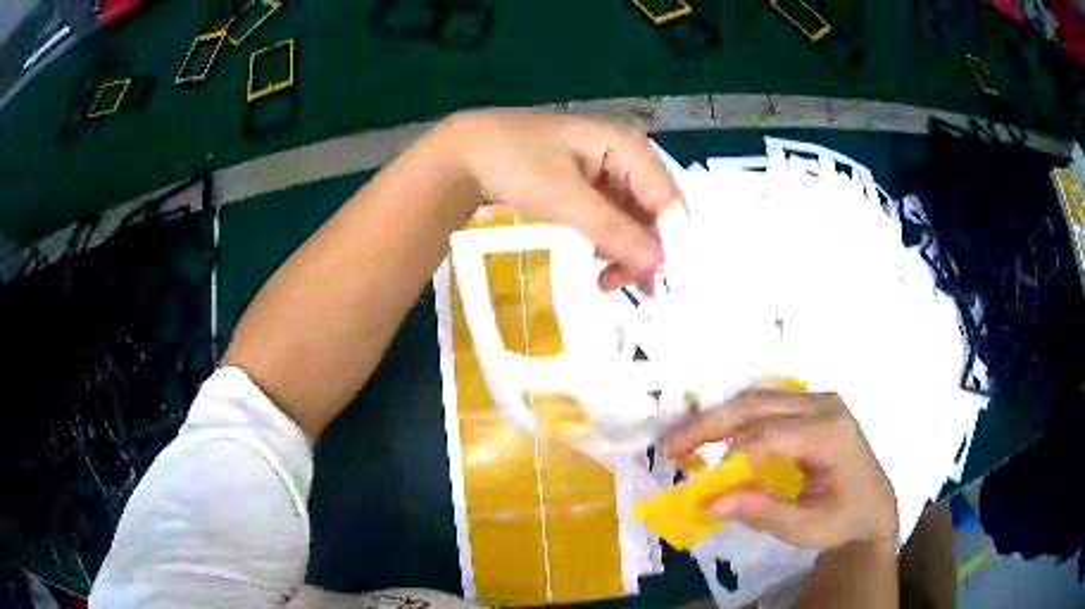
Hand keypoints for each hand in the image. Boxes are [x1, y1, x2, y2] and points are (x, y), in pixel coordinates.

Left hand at [441, 110, 682, 289]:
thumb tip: (658, 264)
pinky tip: (598, 264)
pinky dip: (608, 242)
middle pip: (654, 209)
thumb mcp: (565, 198)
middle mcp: (625, 155)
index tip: (664, 284)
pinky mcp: (589, 185)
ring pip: (634, 218)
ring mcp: (607, 170)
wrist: (463, 153)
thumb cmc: (515, 164)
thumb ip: (614, 229)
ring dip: (625, 251)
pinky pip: (612, 217)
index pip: (668, 199)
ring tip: (607, 282)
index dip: (671, 241)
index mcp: (628, 146)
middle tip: (632, 290)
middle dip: (645, 251)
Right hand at [665, 389, 897, 549]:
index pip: (768, 436)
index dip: (728, 458)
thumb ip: (762, 512)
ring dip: (718, 416)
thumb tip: (709, 503)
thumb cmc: (842, 520)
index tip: (700, 486)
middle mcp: (825, 404)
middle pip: (757, 405)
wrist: (872, 507)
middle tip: (669, 446)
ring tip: (684, 438)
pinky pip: (767, 400)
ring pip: (758, 397)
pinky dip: (736, 414)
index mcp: (830, 432)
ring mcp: (819, 400)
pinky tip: (716, 430)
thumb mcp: (806, 528)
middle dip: (709, 425)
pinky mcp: (812, 405)